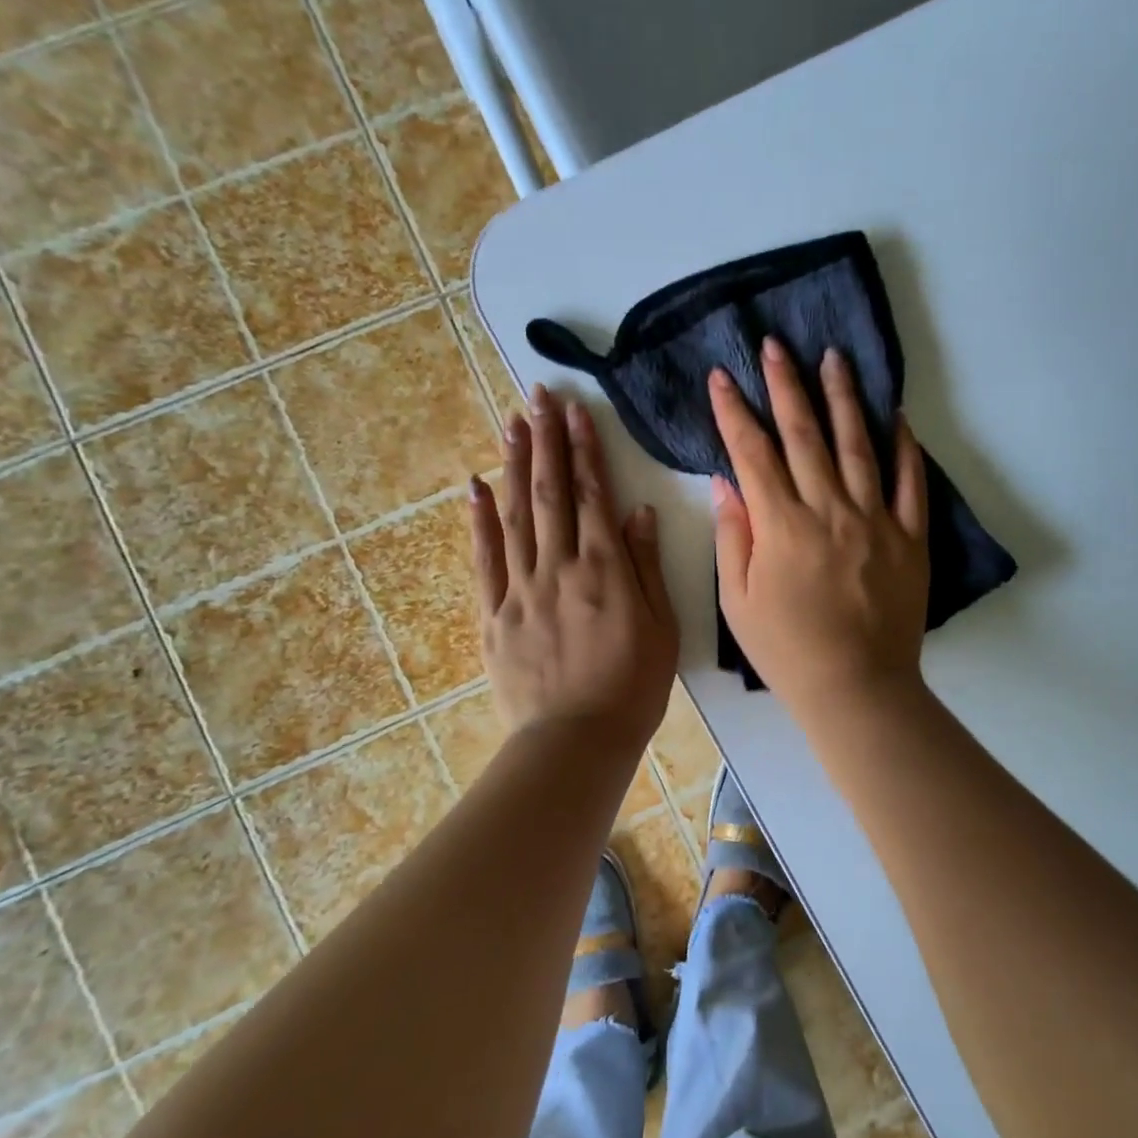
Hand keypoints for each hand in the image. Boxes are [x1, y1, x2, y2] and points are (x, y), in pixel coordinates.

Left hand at [470, 385, 677, 747]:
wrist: (576, 740)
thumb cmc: (632, 687)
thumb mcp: (662, 628)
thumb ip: (647, 567)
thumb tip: (639, 512)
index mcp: (604, 571)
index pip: (592, 495)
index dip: (583, 449)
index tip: (575, 411)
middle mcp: (559, 568)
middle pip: (550, 493)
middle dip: (545, 440)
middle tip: (537, 396)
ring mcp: (520, 589)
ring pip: (515, 515)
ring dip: (514, 465)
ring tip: (511, 423)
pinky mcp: (493, 614)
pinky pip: (484, 559)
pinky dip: (479, 520)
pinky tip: (475, 486)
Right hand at [709, 337, 929, 718]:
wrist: (856, 688)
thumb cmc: (787, 650)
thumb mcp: (738, 601)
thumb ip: (732, 537)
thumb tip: (727, 483)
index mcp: (782, 526)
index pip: (752, 454)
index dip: (734, 412)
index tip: (722, 377)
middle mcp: (830, 510)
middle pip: (805, 435)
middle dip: (786, 386)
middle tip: (777, 345)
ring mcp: (876, 521)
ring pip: (858, 445)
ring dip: (844, 398)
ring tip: (834, 358)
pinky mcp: (910, 538)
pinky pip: (910, 483)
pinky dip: (905, 447)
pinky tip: (897, 416)